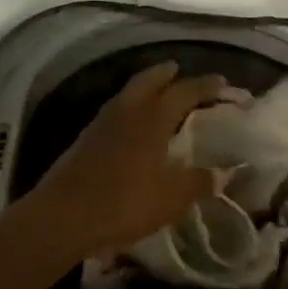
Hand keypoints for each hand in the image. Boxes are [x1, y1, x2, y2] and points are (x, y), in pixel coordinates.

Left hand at [24, 62, 220, 260]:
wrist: (62, 217)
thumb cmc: (124, 203)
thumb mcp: (172, 197)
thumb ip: (200, 181)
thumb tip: (225, 172)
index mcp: (152, 119)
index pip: (184, 91)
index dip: (205, 85)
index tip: (223, 83)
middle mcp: (127, 112)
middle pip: (148, 80)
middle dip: (166, 73)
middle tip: (179, 70)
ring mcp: (101, 124)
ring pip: (128, 94)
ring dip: (145, 87)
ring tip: (158, 94)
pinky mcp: (85, 140)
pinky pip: (114, 112)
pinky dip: (129, 108)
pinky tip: (132, 125)